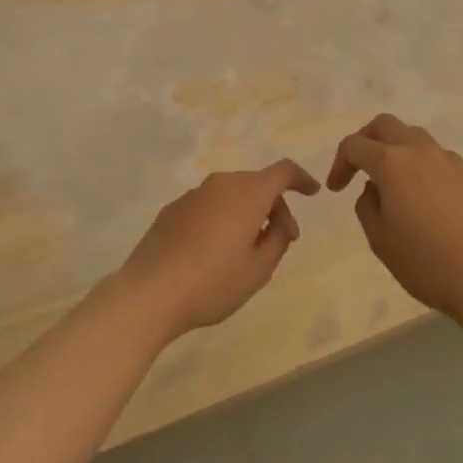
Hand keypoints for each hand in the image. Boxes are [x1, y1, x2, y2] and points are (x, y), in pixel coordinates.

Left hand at [115, 160, 320, 341]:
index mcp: (247, 193)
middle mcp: (221, 183)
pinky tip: (214, 251)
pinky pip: (209, 205)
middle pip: (257, 183)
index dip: (301, 178)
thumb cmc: (212, 282)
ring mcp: (194, 194)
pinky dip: (222, 218)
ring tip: (247, 249)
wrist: (150, 292)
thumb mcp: (258, 270)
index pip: (282, 171)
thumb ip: (277, 240)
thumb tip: (280, 223)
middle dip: (275, 206)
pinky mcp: (173, 208)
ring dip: (247, 212)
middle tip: (282, 239)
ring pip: (232, 194)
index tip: (313, 191)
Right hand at [326, 113, 462, 323]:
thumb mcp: (380, 239)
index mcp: (391, 162)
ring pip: (411, 135)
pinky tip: (418, 194)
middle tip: (357, 169)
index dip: (339, 164)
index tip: (335, 189)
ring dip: (393, 148)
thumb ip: (367, 205)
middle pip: (384, 125)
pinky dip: (417, 162)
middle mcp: (418, 150)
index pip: (354, 145)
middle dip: (365, 141)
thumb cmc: (426, 261)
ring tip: (389, 181)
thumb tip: (375, 189)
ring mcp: (446, 160)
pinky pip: (433, 155)